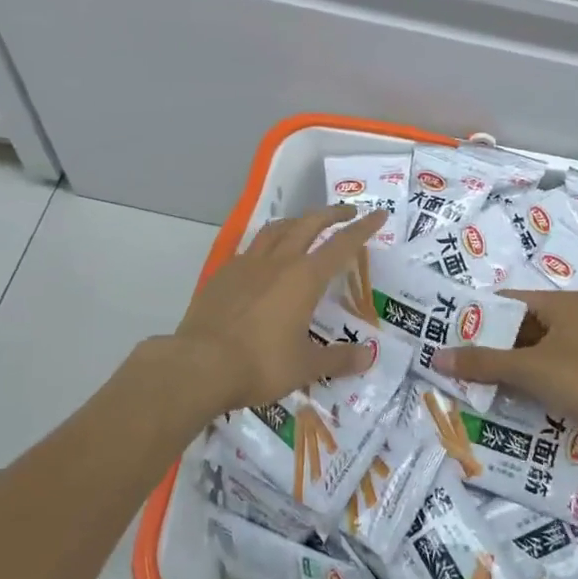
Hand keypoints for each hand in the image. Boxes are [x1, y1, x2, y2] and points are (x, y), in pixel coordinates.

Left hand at [173, 205, 387, 415]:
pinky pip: (250, 248)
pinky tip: (265, 259)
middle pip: (308, 224)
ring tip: (306, 225)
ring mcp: (246, 265)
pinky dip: (267, 243)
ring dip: (297, 221)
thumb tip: (369, 356)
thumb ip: (339, 358)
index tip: (378, 215)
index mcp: (304, 278)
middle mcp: (278, 262)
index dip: (362, 229)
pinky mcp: (222, 275)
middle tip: (348, 212)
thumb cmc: (260, 364)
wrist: (199, 366)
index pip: (341, 245)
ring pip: (276, 229)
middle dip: (331, 214)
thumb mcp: (306, 366)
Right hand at [431, 288, 577, 445]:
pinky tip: (500, 397)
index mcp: (561, 304)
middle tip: (452, 361)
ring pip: (531, 352)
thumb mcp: (530, 370)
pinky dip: (524, 382)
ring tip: (467, 381)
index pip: (508, 301)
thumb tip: (437, 356)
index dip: (478, 315)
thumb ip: (483, 362)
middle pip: (518, 327)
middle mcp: (571, 320)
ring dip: (504, 367)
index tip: (447, 332)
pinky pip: (545, 372)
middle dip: (488, 345)